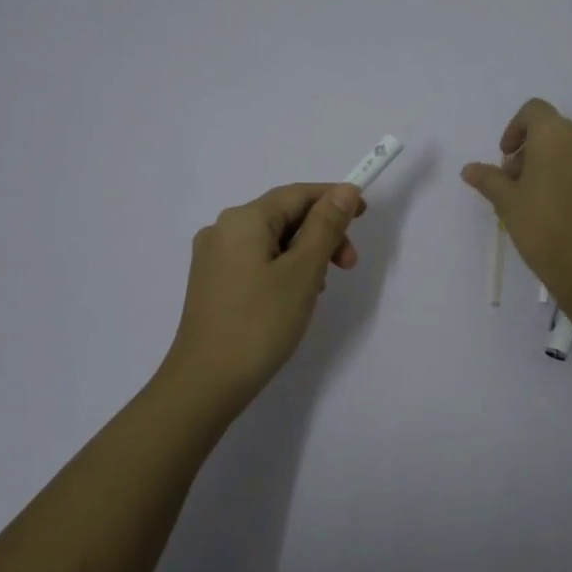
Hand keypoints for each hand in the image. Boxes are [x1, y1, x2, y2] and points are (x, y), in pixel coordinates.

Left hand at [161, 181, 365, 409]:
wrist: (207, 382)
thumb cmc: (260, 322)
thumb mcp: (303, 271)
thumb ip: (326, 226)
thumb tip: (344, 190)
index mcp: (244, 220)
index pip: (297, 194)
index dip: (334, 199)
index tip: (364, 215)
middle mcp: (223, 229)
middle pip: (284, 216)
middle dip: (322, 234)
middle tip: (348, 266)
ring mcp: (213, 257)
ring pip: (272, 240)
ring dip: (305, 254)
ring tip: (320, 289)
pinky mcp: (212, 283)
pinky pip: (257, 260)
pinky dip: (283, 268)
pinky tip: (295, 297)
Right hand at [461, 97, 571, 305]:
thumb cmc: (544, 227)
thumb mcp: (508, 203)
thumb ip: (489, 179)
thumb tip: (469, 169)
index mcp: (557, 133)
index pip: (533, 111)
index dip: (515, 129)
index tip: (505, 158)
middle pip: (554, 130)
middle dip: (531, 151)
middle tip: (515, 184)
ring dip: (553, 163)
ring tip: (537, 198)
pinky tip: (561, 207)